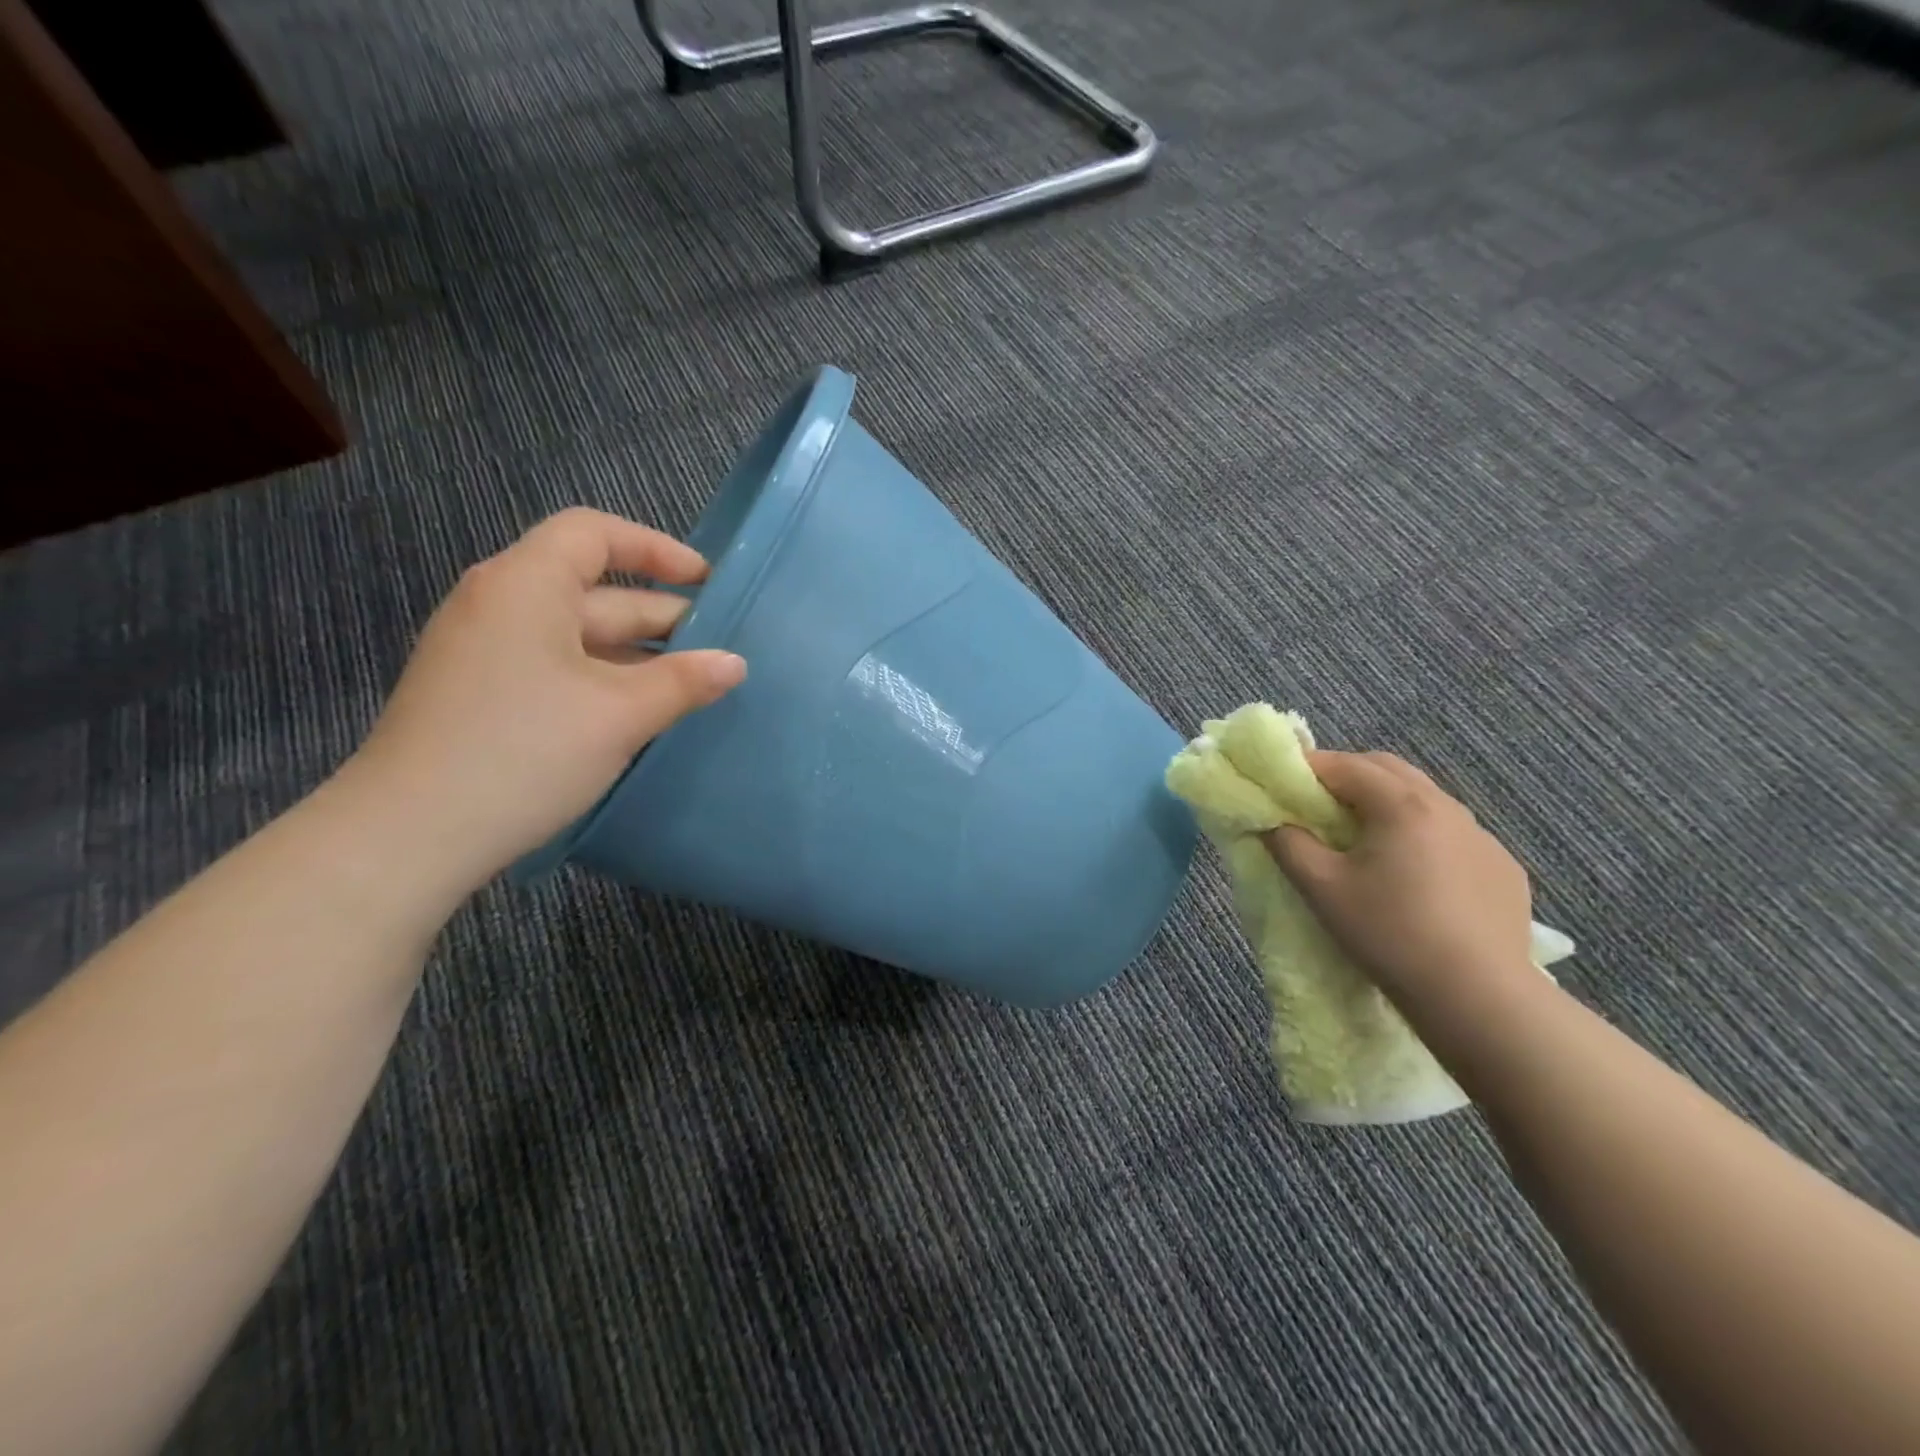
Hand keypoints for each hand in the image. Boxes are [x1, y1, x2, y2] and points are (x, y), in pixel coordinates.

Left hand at [340, 508, 745, 894]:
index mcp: (526, 585)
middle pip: (593, 590)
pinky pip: (556, 667)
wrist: (409, 835)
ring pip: (577, 635)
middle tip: (718, 651)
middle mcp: (500, 604)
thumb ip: (684, 682)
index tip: (706, 583)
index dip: (656, 549)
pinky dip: (603, 679)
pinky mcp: (480, 694)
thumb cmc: (524, 752)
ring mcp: (484, 651)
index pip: (594, 534)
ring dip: (636, 655)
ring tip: (691, 688)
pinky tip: (639, 715)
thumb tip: (734, 663)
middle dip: (659, 616)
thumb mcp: (620, 714)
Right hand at [1266, 751, 1535, 1021]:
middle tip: (1316, 805)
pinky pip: (1452, 834)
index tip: (1281, 784)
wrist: (1479, 999)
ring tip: (1363, 839)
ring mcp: (1482, 837)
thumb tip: (1274, 821)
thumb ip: (1288, 844)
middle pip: (1388, 770)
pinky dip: (1422, 835)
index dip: (1307, 769)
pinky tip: (1413, 875)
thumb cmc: (1389, 933)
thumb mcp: (1321, 888)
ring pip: (1424, 799)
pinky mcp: (1503, 868)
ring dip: (1387, 803)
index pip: (1345, 765)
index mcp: (1402, 804)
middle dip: (1347, 776)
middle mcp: (1447, 807)